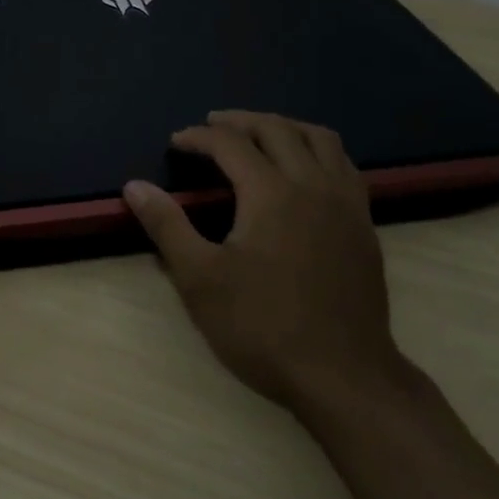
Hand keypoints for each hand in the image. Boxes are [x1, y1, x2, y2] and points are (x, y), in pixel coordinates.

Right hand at [123, 111, 401, 414]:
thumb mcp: (200, 279)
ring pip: (320, 139)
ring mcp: (346, 204)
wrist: (344, 376)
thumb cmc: (263, 327)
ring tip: (259, 134)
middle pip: (277, 129)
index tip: (175, 143)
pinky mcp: (365, 225)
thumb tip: (134, 186)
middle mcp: (313, 185)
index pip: (230, 144)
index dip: (198, 137)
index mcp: (271, 193)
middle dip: (240, 121)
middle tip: (211, 125)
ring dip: (284, 127)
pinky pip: (344, 165)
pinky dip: (317, 150)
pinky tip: (305, 170)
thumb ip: (167, 226)